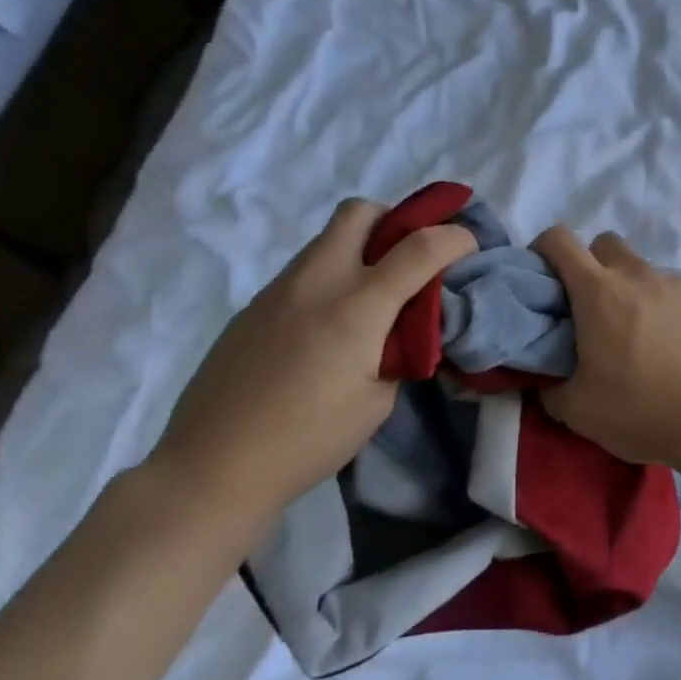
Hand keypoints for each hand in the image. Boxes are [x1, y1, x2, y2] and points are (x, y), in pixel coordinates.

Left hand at [153, 199, 474, 517]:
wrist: (211, 467)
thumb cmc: (307, 441)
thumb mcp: (377, 402)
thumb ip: (399, 350)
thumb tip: (405, 327)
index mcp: (356, 308)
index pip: (419, 247)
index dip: (454, 238)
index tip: (469, 248)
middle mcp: (317, 282)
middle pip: (359, 212)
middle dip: (394, 221)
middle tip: (408, 258)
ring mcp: (278, 290)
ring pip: (326, 239)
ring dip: (359, 250)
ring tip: (368, 299)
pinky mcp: (252, 307)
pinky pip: (302, 271)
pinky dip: (328, 279)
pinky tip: (323, 330)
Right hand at [532, 226, 680, 469]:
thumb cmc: (643, 410)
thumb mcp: (579, 411)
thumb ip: (550, 389)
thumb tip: (544, 382)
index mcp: (599, 291)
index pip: (559, 239)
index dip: (542, 249)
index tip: (541, 278)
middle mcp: (637, 275)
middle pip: (604, 244)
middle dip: (589, 264)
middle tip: (588, 308)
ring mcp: (677, 284)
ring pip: (641, 268)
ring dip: (628, 288)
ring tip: (633, 334)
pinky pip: (671, 291)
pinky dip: (660, 307)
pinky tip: (669, 346)